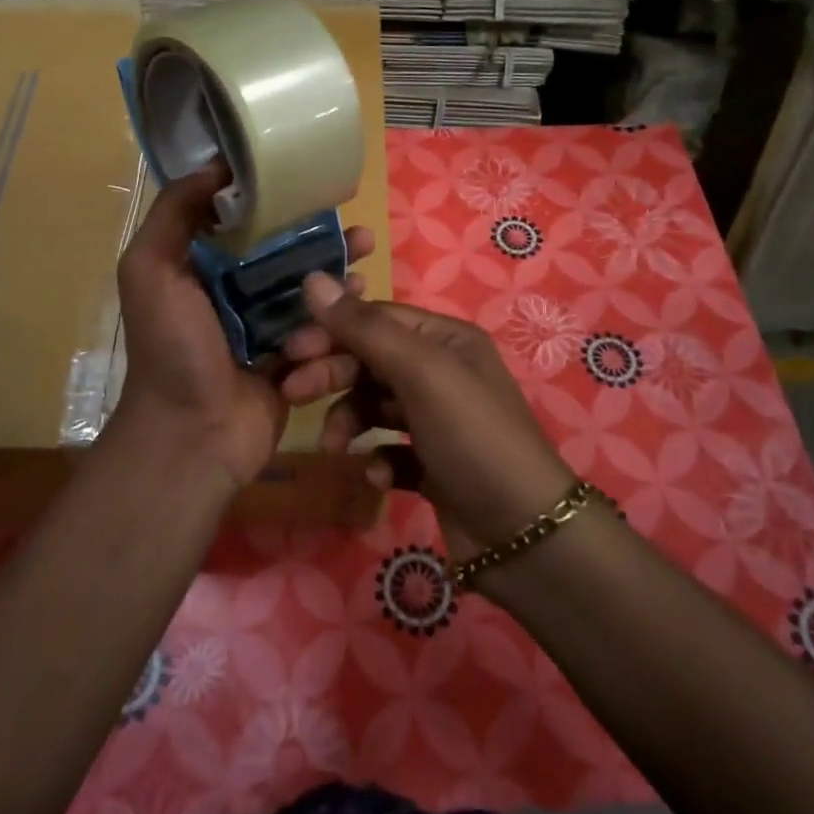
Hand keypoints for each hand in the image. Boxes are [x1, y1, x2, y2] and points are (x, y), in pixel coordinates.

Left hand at [104, 165, 375, 496]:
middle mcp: (232, 294)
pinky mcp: (292, 360)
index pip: (239, 223)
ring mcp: (264, 329)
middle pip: (281, 253)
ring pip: (307, 287)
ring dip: (336, 267)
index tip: (305, 178)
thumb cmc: (172, 348)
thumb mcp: (151, 270)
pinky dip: (341, 311)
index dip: (271, 200)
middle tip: (348, 217)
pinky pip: (321, 327)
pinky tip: (363, 294)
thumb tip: (216, 165)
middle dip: (316, 233)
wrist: (193, 434)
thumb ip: (173, 214)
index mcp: (198, 269)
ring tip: (365, 249)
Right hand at [281, 277, 574, 558]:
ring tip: (334, 447)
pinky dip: (378, 458)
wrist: (523, 534)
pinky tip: (379, 476)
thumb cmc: (471, 436)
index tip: (290, 352)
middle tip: (293, 393)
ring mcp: (437, 420)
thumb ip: (364, 328)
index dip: (331, 330)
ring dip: (349, 420)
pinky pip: (390, 449)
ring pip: (375, 405)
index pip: (375, 319)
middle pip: (370, 360)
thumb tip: (312, 279)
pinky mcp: (432, 464)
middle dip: (333, 374)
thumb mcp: (420, 372)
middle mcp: (442, 372)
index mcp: (445, 339)